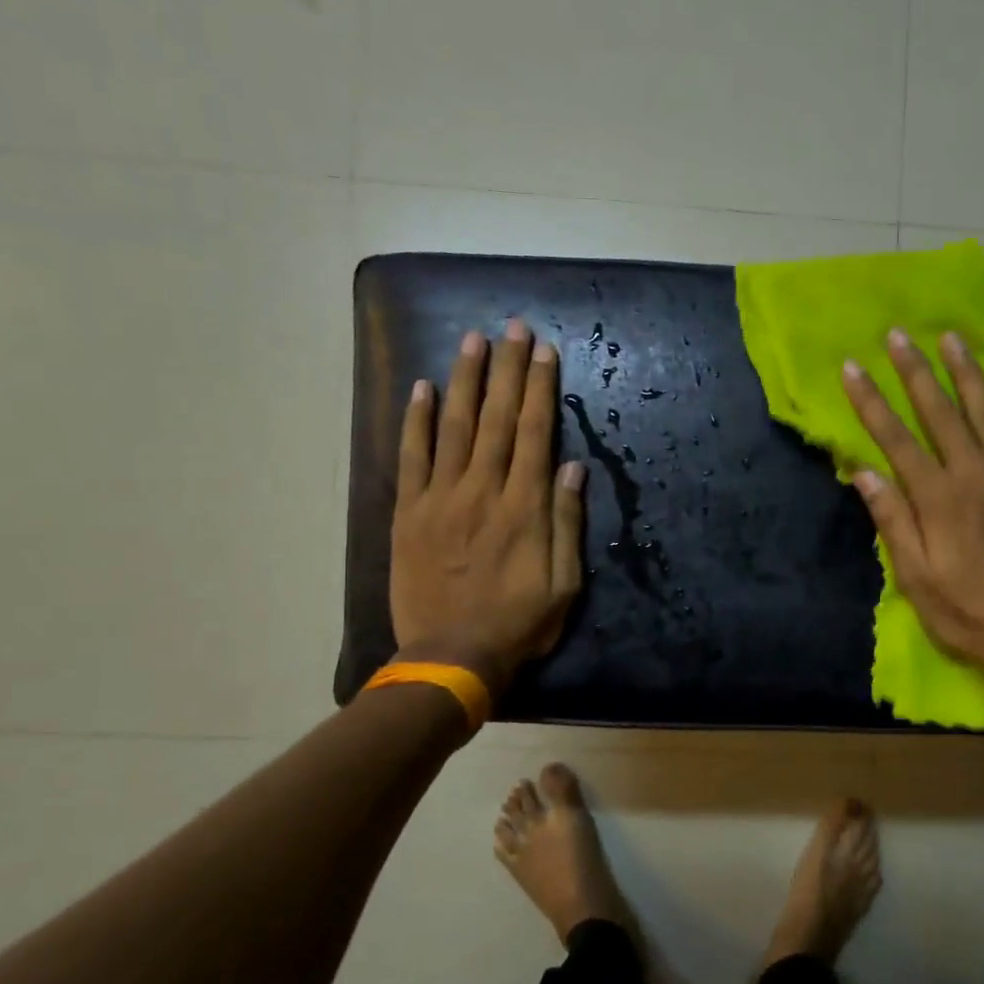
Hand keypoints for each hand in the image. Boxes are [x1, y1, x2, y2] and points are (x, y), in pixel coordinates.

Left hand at [390, 319, 585, 692]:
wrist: (450, 657)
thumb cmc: (517, 624)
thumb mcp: (564, 583)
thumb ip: (566, 522)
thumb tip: (574, 468)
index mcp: (524, 507)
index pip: (536, 433)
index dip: (539, 388)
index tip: (543, 351)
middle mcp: (483, 490)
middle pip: (498, 419)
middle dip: (507, 369)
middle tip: (512, 327)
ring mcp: (441, 498)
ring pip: (456, 427)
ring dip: (465, 380)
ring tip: (473, 340)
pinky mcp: (409, 513)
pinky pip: (412, 457)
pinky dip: (417, 421)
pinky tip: (423, 388)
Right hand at [842, 329, 983, 697]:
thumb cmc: (970, 613)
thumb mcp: (917, 580)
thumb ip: (893, 522)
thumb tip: (864, 473)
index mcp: (938, 498)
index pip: (895, 439)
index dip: (870, 402)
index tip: (851, 368)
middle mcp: (975, 474)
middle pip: (940, 411)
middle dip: (915, 371)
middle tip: (897, 335)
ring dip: (967, 372)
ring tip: (951, 339)